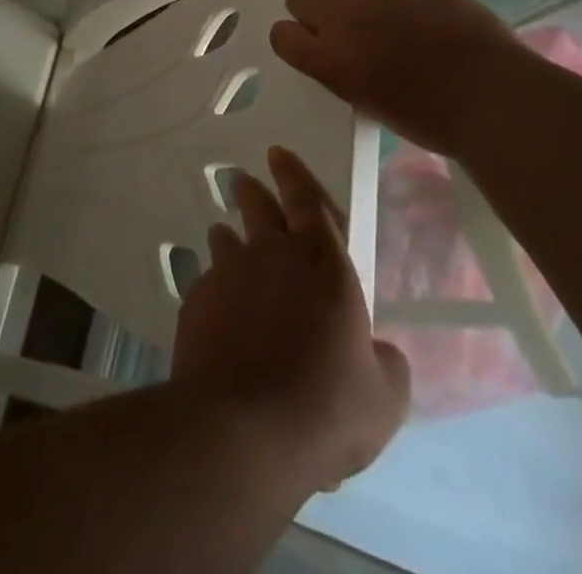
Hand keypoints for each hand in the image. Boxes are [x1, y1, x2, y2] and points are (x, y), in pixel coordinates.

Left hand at [172, 146, 410, 494]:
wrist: (242, 429)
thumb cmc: (325, 406)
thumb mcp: (384, 398)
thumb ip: (386, 364)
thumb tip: (382, 352)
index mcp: (322, 261)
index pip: (307, 198)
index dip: (293, 173)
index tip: (278, 153)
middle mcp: (272, 253)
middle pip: (258, 206)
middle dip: (252, 190)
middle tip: (243, 181)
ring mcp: (228, 274)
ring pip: (226, 239)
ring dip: (228, 236)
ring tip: (225, 236)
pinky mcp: (196, 302)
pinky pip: (206, 283)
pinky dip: (213, 287)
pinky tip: (216, 310)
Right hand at [269, 0, 524, 153]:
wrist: (489, 93)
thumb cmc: (429, 116)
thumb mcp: (368, 103)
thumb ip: (340, 71)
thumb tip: (331, 52)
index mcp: (328, 60)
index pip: (282, 36)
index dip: (291, 39)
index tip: (306, 46)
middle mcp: (339, 17)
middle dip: (306, 10)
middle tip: (328, 26)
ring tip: (343, 0)